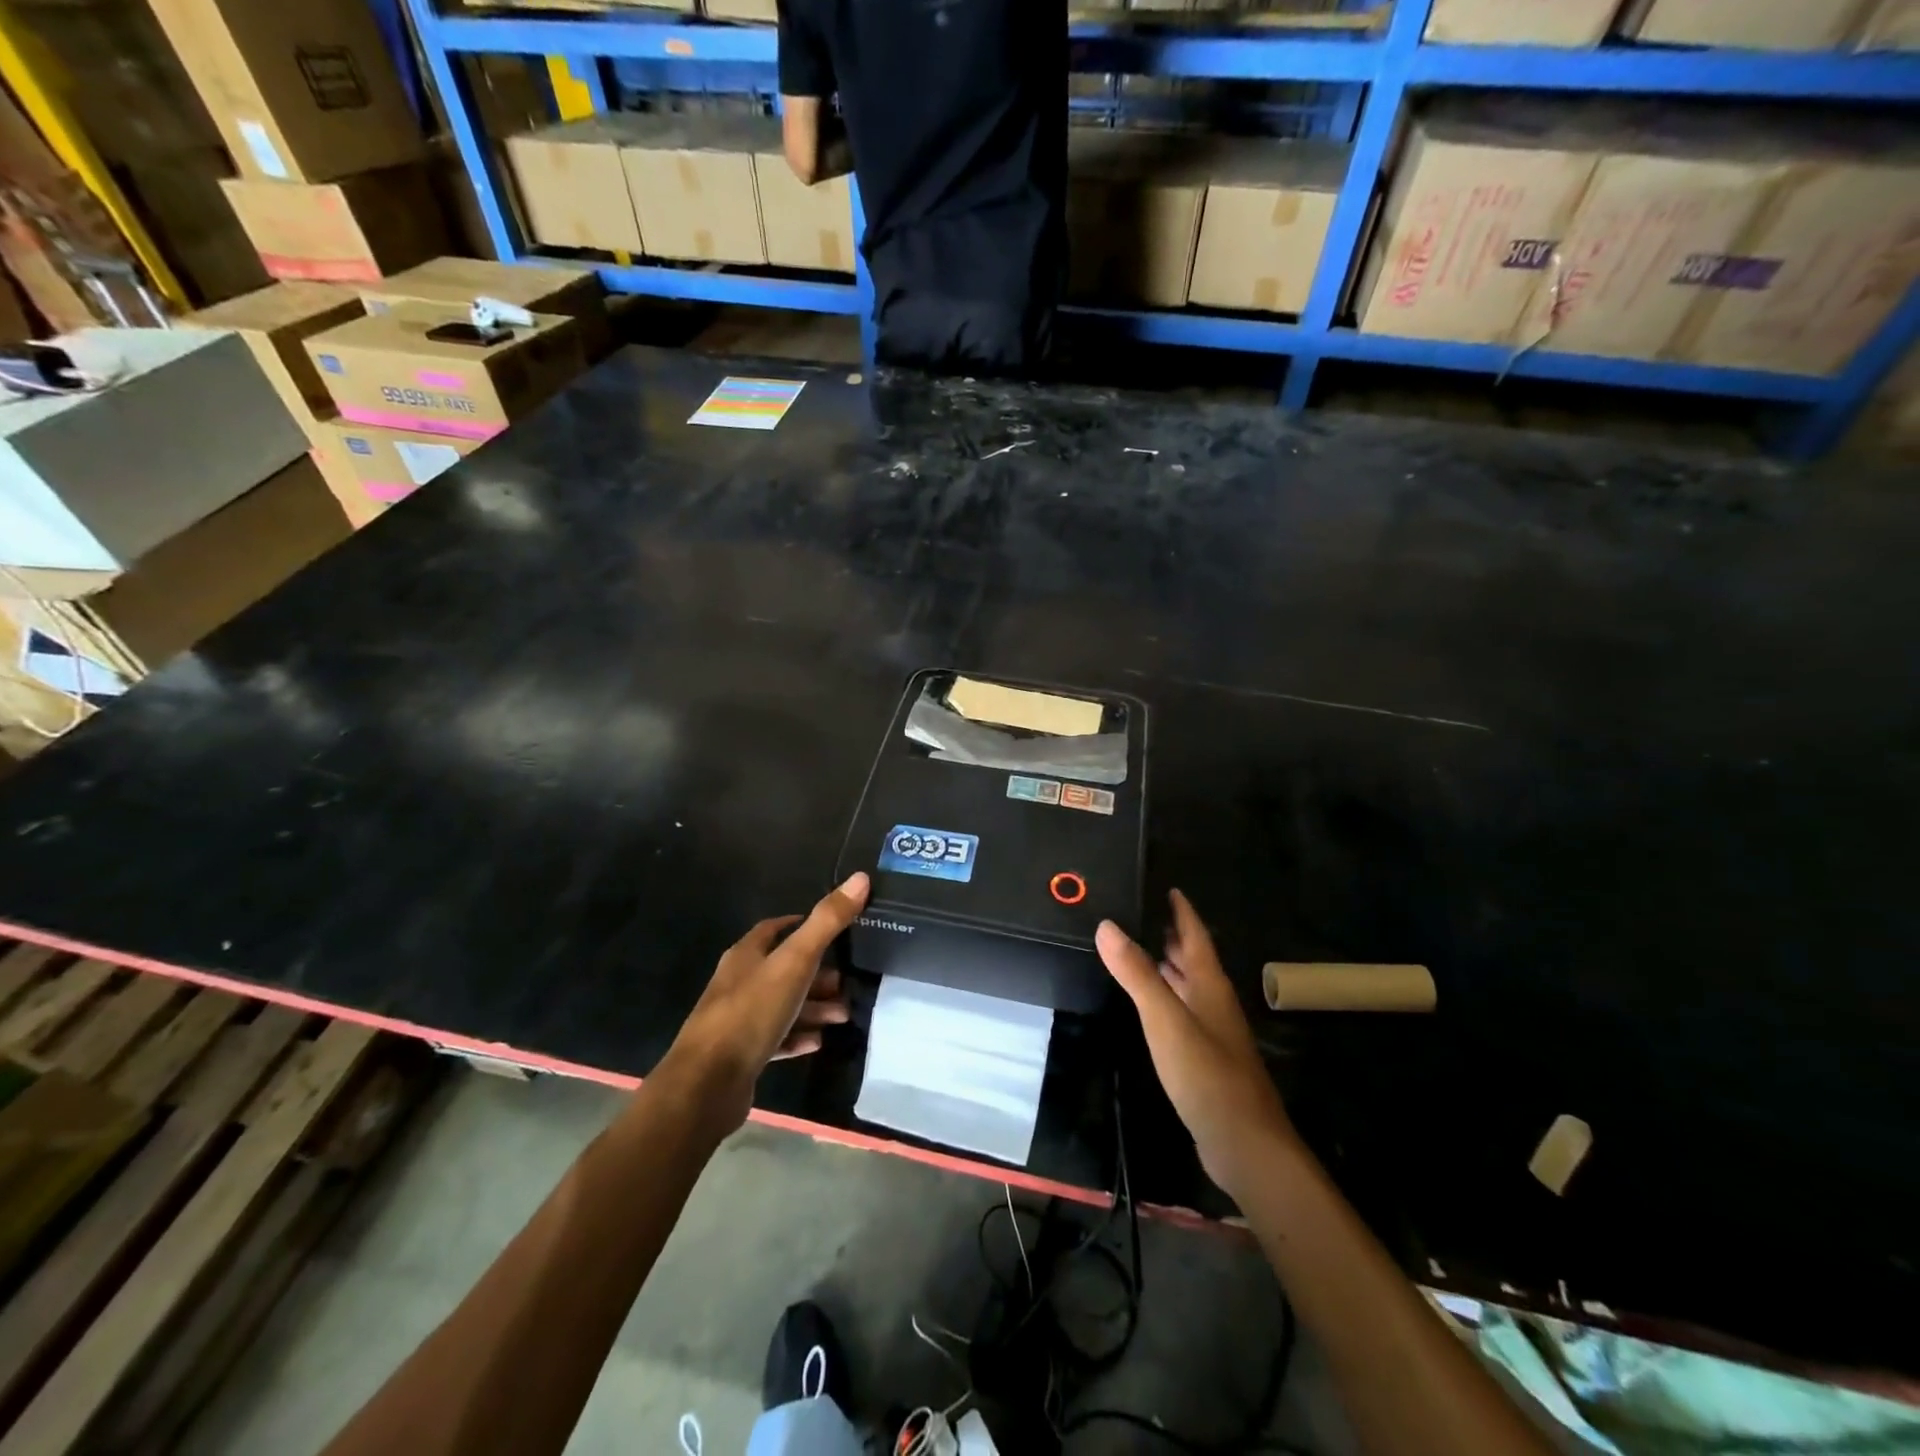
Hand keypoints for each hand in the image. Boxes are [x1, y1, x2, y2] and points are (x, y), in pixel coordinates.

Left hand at [663, 872, 868, 1125]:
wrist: (707, 1085)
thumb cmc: (751, 1012)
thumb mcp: (795, 962)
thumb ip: (827, 922)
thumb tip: (860, 878)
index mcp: (746, 955)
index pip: (775, 929)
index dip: (802, 925)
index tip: (834, 930)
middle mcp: (739, 982)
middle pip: (783, 969)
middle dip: (817, 973)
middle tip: (847, 982)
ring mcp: (738, 1020)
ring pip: (783, 1004)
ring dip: (813, 1007)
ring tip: (844, 1014)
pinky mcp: (741, 1054)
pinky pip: (777, 1038)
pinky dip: (799, 1036)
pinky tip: (819, 1042)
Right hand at [1097, 890, 1295, 1198]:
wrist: (1243, 1143)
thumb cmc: (1206, 1073)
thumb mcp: (1165, 1019)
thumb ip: (1137, 973)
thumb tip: (1107, 925)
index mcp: (1209, 985)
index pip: (1195, 935)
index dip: (1182, 910)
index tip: (1165, 886)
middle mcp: (1213, 1001)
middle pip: (1191, 958)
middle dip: (1168, 934)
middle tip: (1136, 912)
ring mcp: (1211, 1031)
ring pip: (1185, 985)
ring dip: (1164, 965)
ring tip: (1133, 948)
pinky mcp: (1203, 1057)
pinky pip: (1180, 1011)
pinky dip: (1162, 996)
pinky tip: (1145, 1003)